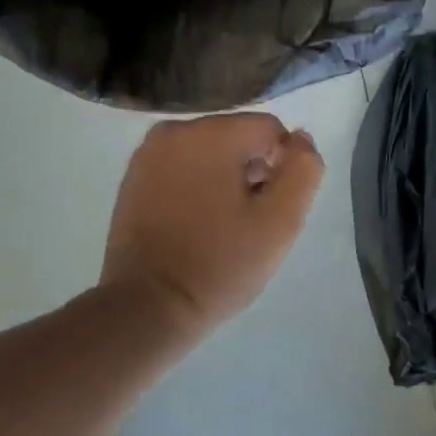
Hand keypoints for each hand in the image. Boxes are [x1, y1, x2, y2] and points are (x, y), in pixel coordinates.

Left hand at [101, 112, 324, 337]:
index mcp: (211, 133)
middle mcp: (174, 131)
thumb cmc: (219, 264)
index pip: (270, 130)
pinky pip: (180, 169)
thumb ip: (303, 171)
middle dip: (252, 172)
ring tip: (223, 227)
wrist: (148, 306)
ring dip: (224, 181)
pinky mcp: (132, 178)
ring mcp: (147, 154)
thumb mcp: (280, 222)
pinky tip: (196, 226)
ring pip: (208, 154)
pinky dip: (195, 188)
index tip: (272, 210)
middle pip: (237, 138)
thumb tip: (300, 139)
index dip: (283, 168)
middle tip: (249, 223)